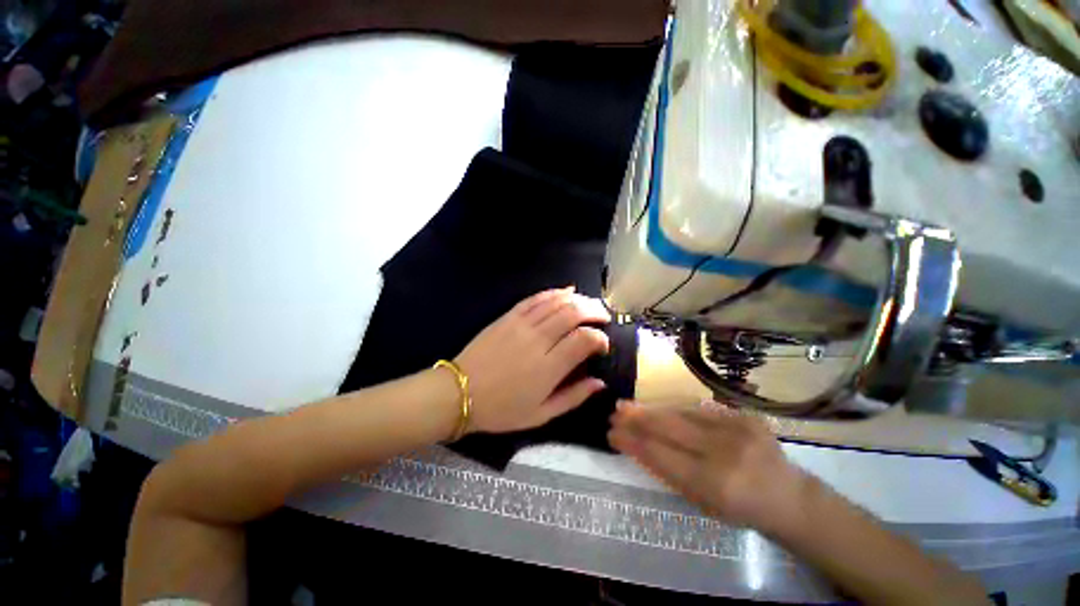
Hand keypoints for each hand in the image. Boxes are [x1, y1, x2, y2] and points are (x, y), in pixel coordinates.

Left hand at [455, 288, 610, 433]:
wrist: (459, 392)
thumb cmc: (501, 410)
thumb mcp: (541, 415)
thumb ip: (573, 397)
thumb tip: (600, 382)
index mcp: (548, 367)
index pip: (584, 340)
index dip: (600, 339)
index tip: (603, 345)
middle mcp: (538, 340)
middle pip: (573, 313)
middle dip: (594, 311)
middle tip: (604, 316)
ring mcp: (521, 325)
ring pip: (556, 302)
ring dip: (578, 299)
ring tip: (590, 303)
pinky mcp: (508, 317)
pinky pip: (535, 299)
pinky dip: (553, 293)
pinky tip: (565, 291)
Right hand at [609, 402, 811, 533]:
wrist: (790, 498)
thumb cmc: (741, 509)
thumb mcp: (702, 503)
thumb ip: (668, 472)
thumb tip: (636, 445)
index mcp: (714, 483)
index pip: (660, 454)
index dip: (632, 441)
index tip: (612, 432)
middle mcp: (725, 451)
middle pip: (669, 426)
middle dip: (637, 417)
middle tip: (615, 410)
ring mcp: (737, 428)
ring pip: (681, 412)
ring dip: (652, 409)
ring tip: (630, 406)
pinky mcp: (745, 415)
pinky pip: (700, 409)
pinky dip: (675, 409)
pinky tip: (660, 408)